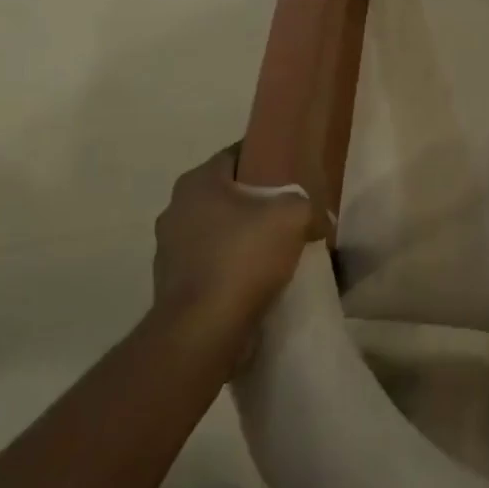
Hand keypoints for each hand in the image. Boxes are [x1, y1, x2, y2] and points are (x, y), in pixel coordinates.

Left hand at [152, 146, 315, 336]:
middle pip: (226, 195)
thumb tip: (319, 219)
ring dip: (243, 238)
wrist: (203, 332)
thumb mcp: (293, 216)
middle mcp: (176, 210)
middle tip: (289, 210)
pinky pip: (211, 265)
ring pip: (217, 232)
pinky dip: (232, 268)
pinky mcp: (172, 286)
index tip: (291, 171)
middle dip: (256, 201)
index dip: (266, 159)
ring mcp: (169, 250)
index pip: (236, 155)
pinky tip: (259, 280)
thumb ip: (308, 206)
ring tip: (278, 248)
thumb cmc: (243, 258)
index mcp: (197, 182)